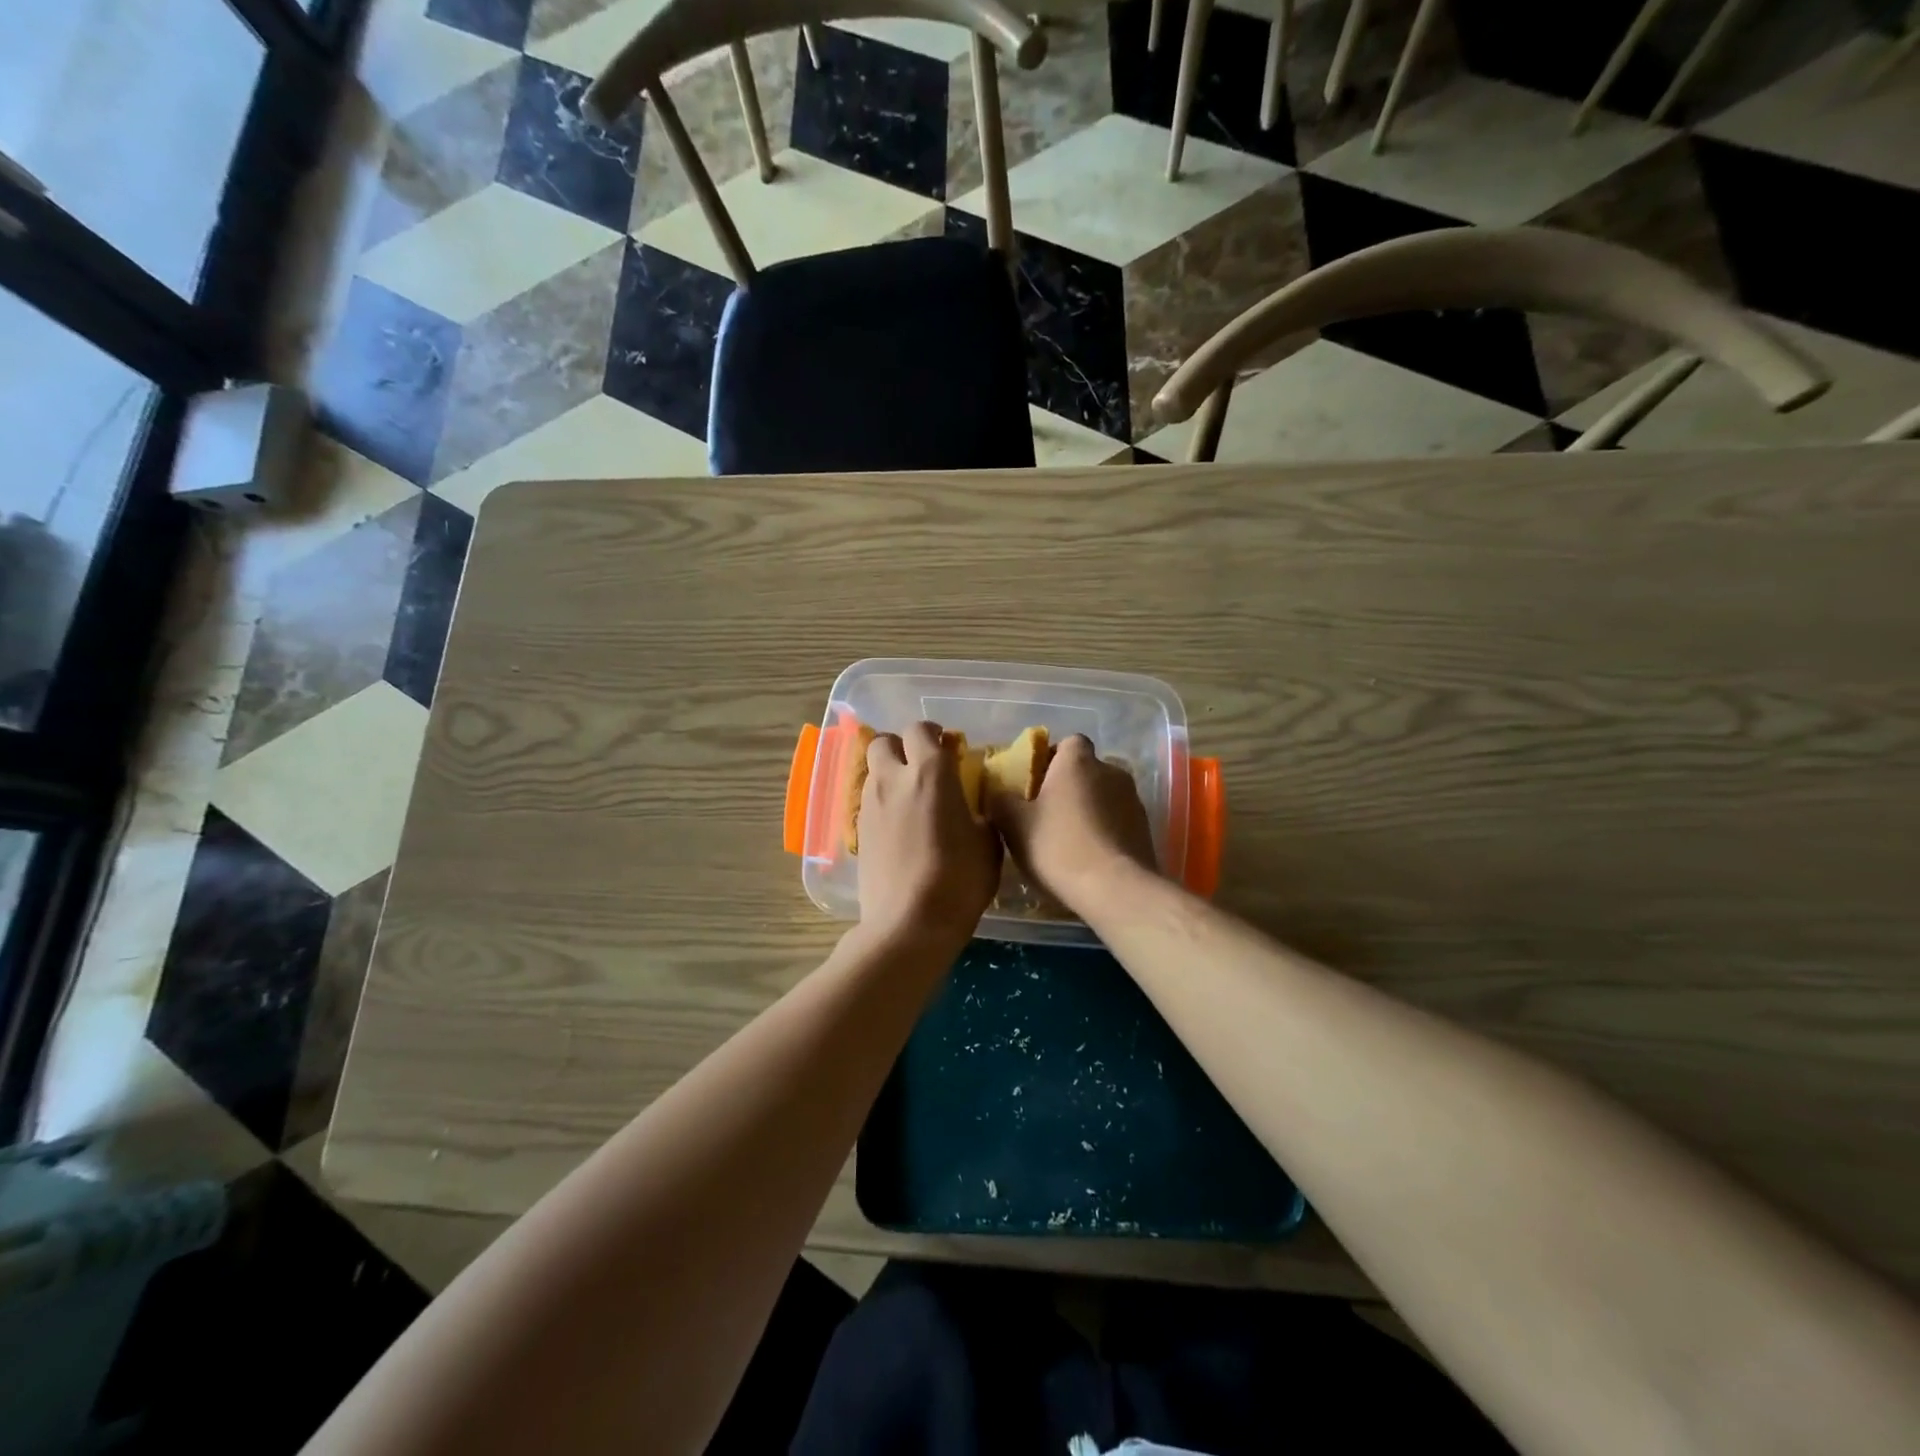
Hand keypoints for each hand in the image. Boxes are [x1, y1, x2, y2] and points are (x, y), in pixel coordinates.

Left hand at [856, 722, 1001, 949]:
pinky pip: (868, 801)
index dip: (933, 735)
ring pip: (872, 771)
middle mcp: (893, 780)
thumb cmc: (958, 881)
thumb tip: (974, 809)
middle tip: (922, 768)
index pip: (920, 730)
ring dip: (890, 774)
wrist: (909, 924)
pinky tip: (899, 827)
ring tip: (911, 799)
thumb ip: (980, 814)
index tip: (949, 750)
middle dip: (901, 747)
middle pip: (883, 741)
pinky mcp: (858, 832)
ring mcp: (870, 806)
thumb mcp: (988, 845)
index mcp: (930, 774)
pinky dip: (882, 802)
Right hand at [989, 734, 1158, 914]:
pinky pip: (1118, 820)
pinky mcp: (1145, 828)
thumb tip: (998, 792)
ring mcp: (1133, 799)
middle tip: (1047, 815)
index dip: (1052, 759)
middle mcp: (1111, 771)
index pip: (1068, 742)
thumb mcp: (1014, 825)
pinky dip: (1105, 831)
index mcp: (1078, 761)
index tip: (1036, 783)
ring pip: (1104, 796)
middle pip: (1087, 770)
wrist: (1114, 888)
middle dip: (1070, 786)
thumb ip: (1001, 801)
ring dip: (1089, 809)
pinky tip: (1090, 857)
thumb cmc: (1058, 846)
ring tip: (1070, 840)